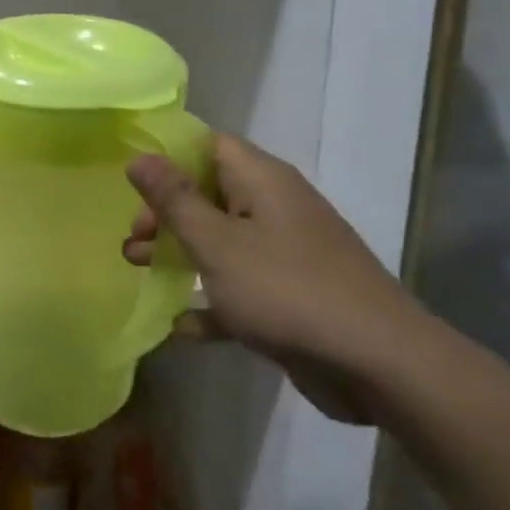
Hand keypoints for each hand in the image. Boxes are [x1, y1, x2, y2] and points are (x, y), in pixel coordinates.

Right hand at [122, 133, 425, 423]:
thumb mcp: (215, 242)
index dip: (169, 157)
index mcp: (263, 182)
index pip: (209, 145)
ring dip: (179, 253)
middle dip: (166, 213)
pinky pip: (240, 287)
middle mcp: (276, 209)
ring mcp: (286, 254)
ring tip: (137, 267)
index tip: (132, 183)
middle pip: (209, 194)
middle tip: (133, 237)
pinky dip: (210, 300)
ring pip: (221, 241)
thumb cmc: (285, 290)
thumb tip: (138, 157)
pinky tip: (180, 325)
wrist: (377, 364)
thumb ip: (174, 200)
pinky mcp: (291, 296)